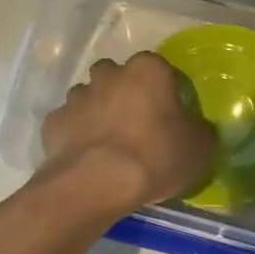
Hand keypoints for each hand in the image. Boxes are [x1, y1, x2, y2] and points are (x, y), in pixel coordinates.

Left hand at [41, 52, 213, 214]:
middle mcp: (110, 75)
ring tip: (109, 143)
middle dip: (124, 92)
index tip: (170, 115)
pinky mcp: (53, 122)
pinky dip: (76, 134)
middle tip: (137, 123)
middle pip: (118, 75)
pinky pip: (69, 123)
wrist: (97, 184)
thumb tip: (197, 130)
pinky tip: (86, 157)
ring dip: (98, 111)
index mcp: (148, 71)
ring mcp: (77, 97)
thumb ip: (201, 132)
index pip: (160, 68)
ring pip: (89, 96)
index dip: (165, 90)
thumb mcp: (200, 149)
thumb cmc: (156, 157)